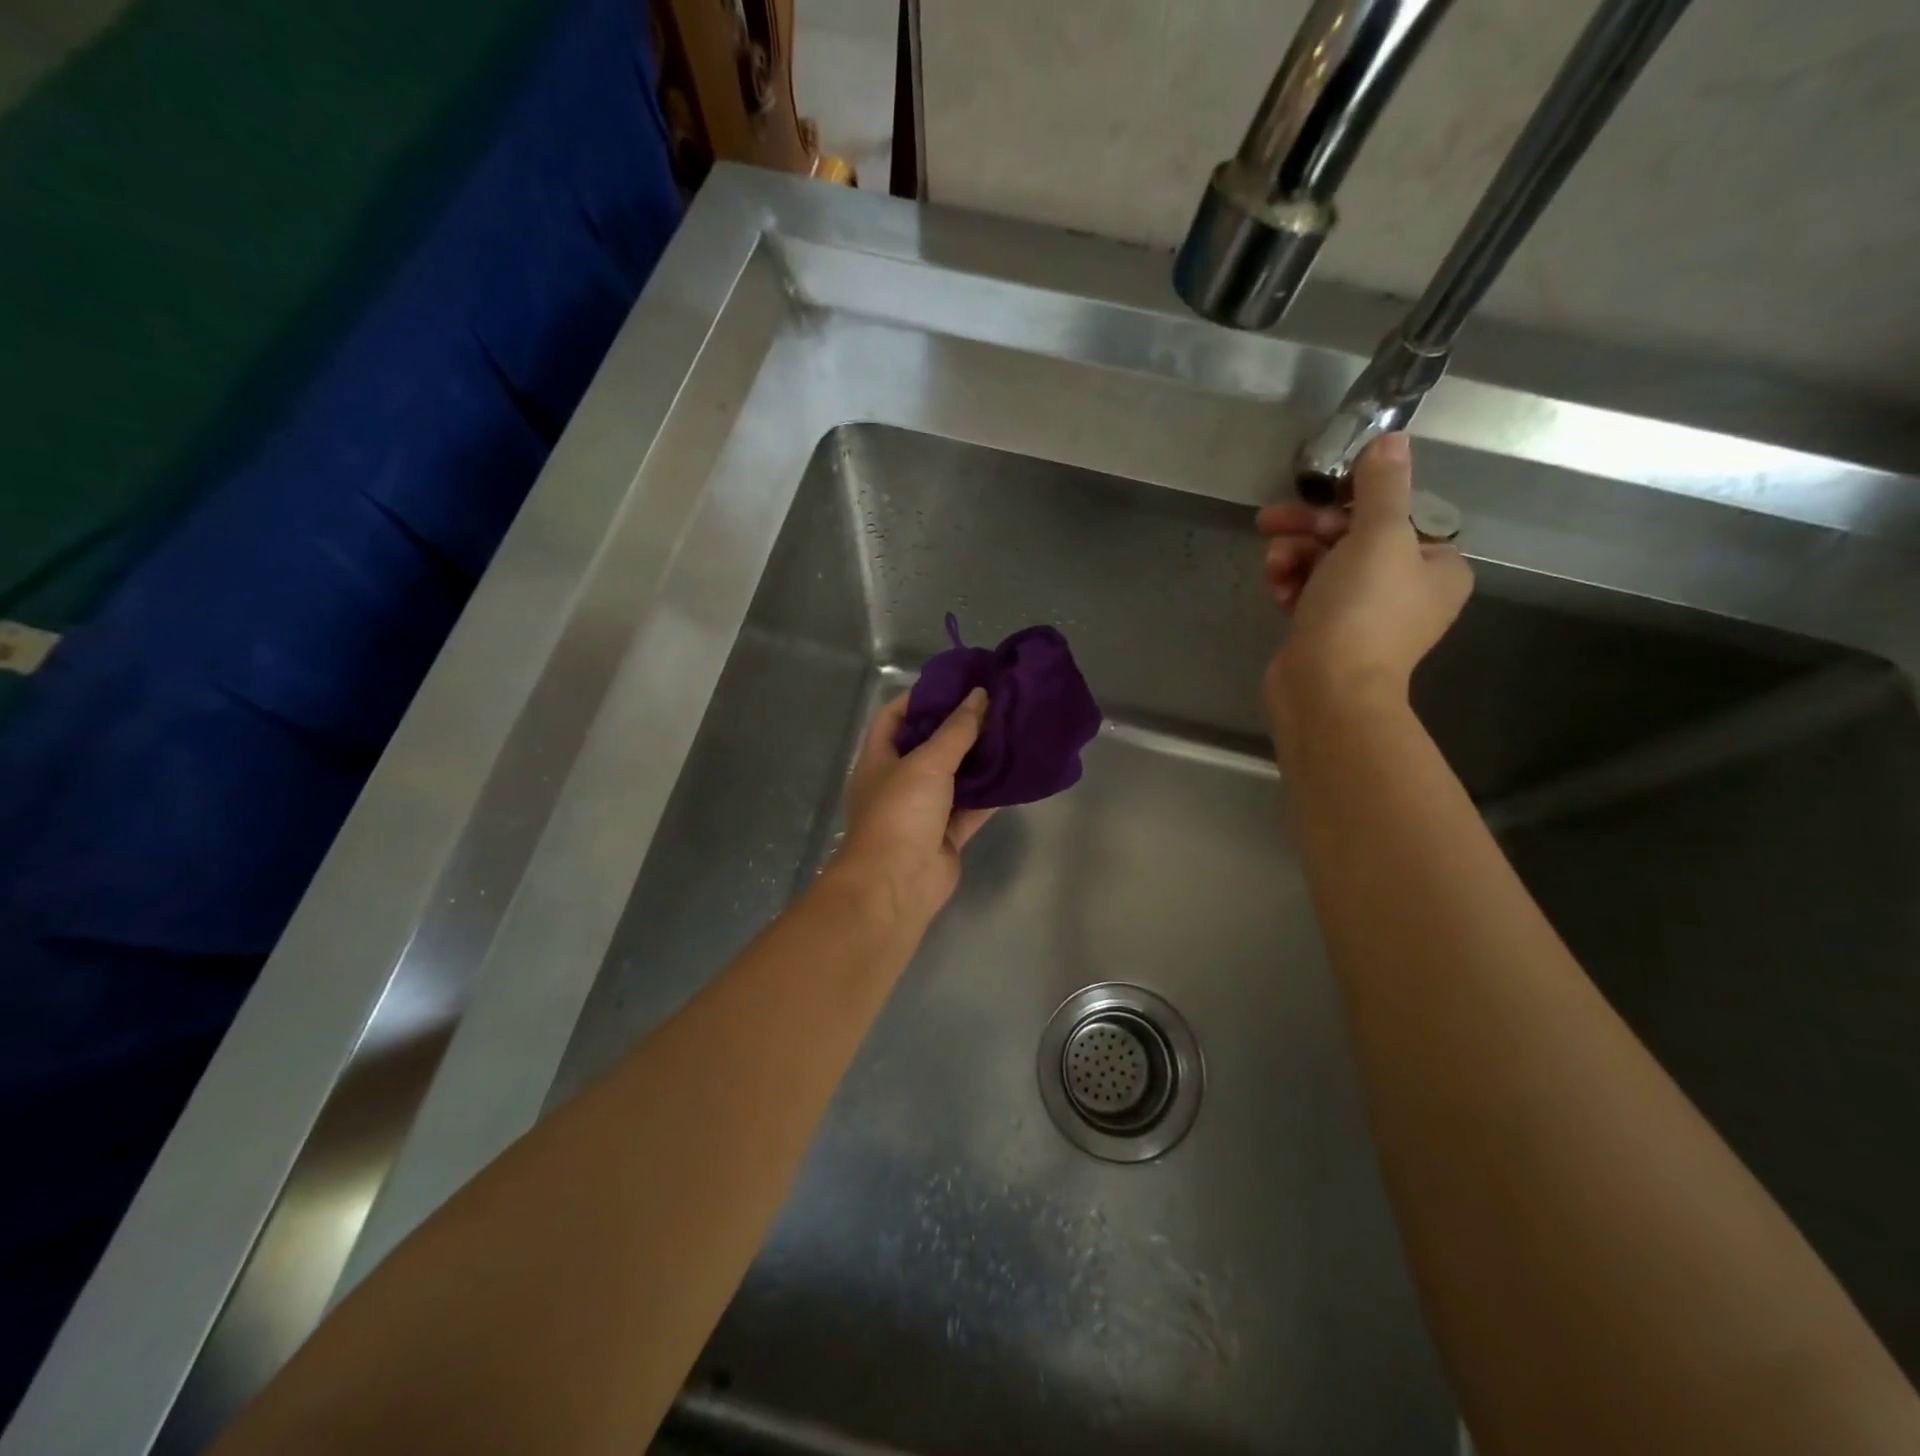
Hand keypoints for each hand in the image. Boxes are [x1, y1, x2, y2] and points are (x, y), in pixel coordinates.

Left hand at [833, 688, 994, 929]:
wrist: (897, 884)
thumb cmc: (900, 813)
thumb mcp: (927, 763)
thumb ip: (956, 730)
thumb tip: (979, 695)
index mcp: (879, 758)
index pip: (894, 716)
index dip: (921, 697)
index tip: (955, 682)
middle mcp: (898, 781)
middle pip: (929, 745)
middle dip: (958, 726)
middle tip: (994, 704)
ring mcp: (923, 810)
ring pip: (955, 777)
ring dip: (979, 759)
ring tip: (1010, 730)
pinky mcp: (946, 835)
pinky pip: (972, 807)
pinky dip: (991, 793)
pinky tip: (1016, 773)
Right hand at [1258, 434, 1472, 743]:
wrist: (1325, 690)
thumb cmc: (1362, 611)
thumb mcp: (1377, 536)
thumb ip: (1383, 486)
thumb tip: (1392, 439)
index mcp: (1436, 566)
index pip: (1397, 515)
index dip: (1354, 501)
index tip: (1319, 495)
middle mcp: (1406, 590)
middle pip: (1354, 538)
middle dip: (1310, 530)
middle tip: (1271, 522)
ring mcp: (1364, 615)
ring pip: (1324, 565)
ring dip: (1293, 557)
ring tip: (1273, 567)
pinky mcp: (1327, 633)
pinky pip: (1308, 593)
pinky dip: (1291, 585)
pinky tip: (1275, 591)